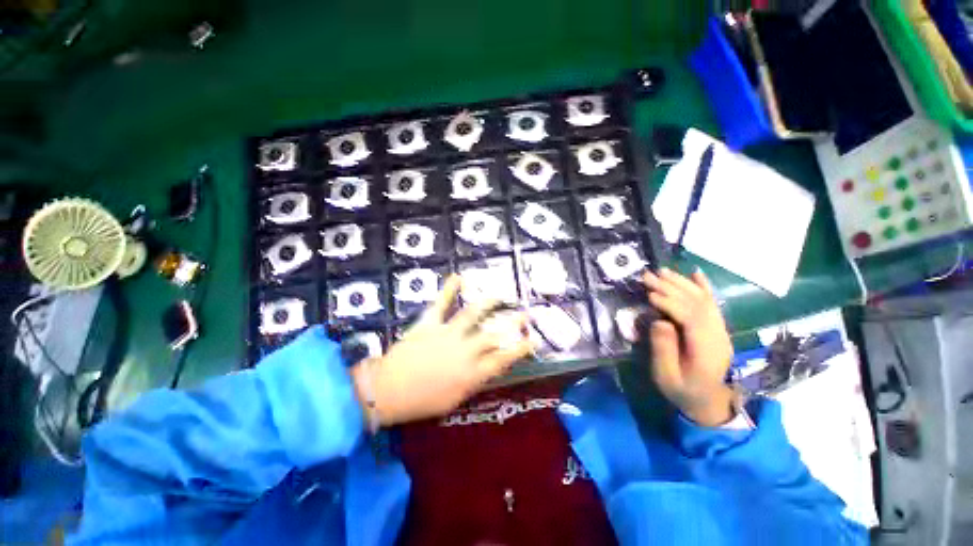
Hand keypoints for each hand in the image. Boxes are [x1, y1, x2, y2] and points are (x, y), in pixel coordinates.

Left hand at [351, 275, 532, 426]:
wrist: (387, 391)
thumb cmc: (421, 402)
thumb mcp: (453, 401)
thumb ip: (472, 382)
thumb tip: (486, 369)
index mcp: (472, 373)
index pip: (503, 359)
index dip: (521, 349)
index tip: (533, 340)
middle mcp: (465, 351)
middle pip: (494, 334)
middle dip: (513, 323)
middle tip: (526, 314)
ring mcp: (448, 334)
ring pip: (472, 314)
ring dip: (488, 303)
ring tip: (499, 295)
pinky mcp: (430, 324)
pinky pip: (441, 303)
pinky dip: (449, 289)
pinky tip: (458, 276)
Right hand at [643, 268, 734, 426]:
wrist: (710, 402)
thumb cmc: (682, 390)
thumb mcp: (666, 377)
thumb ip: (663, 349)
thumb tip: (659, 320)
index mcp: (706, 350)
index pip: (691, 318)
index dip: (670, 303)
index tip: (649, 295)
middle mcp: (718, 335)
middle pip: (697, 304)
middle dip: (672, 287)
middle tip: (648, 276)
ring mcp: (720, 330)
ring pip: (704, 300)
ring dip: (682, 283)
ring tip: (662, 271)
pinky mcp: (717, 328)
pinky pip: (712, 303)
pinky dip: (704, 287)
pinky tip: (696, 273)